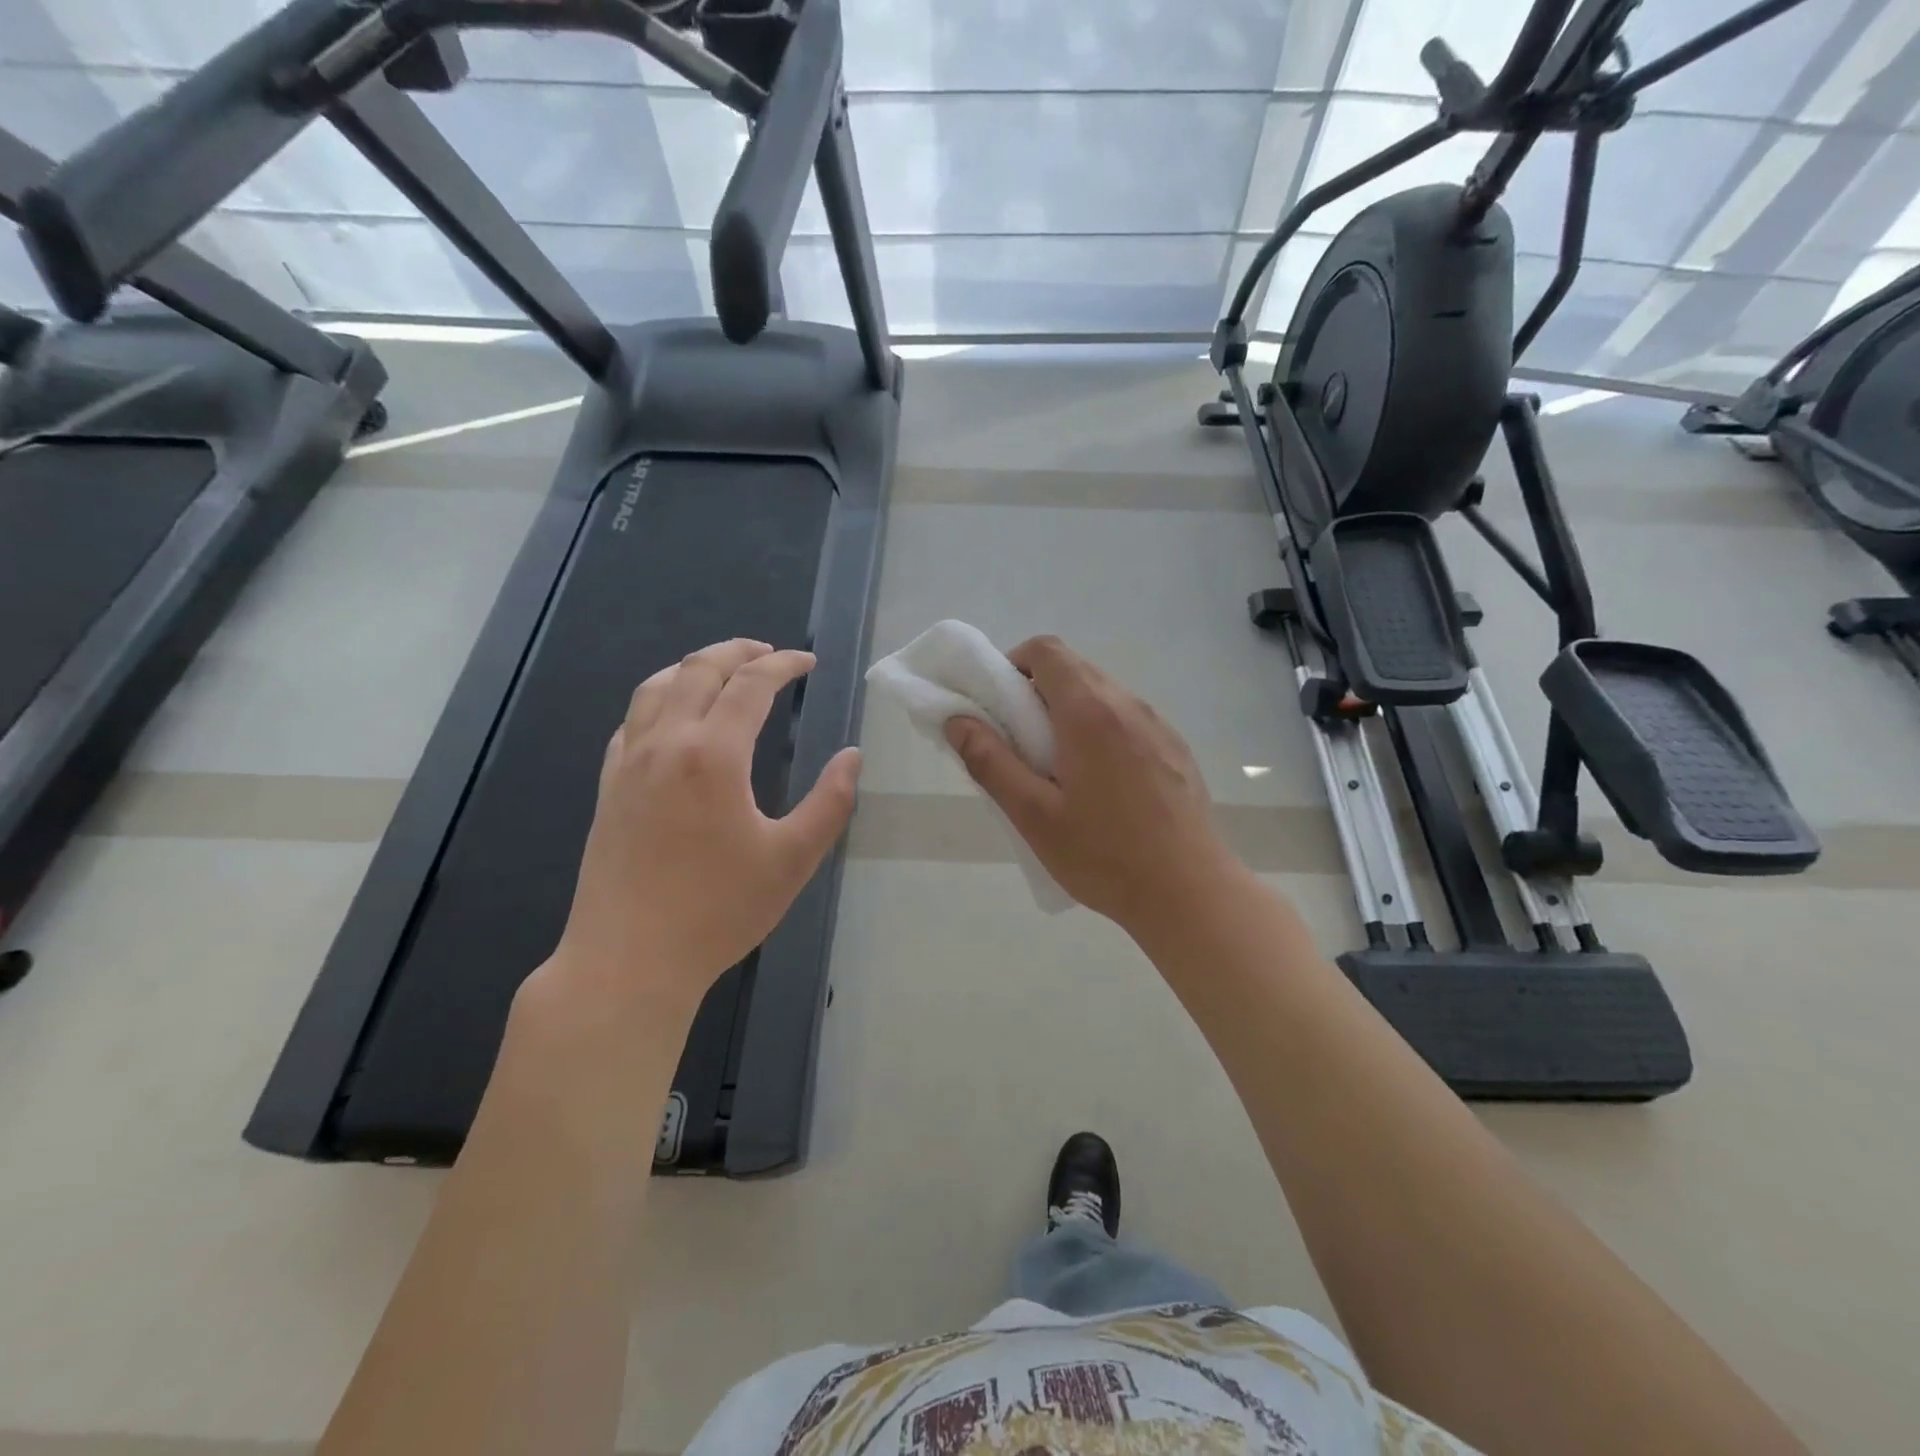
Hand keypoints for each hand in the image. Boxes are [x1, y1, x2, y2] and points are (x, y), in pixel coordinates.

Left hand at [551, 639, 861, 1024]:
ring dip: (693, 667)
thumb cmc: (718, 911)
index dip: (783, 665)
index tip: (808, 662)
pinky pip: (630, 722)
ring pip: (655, 687)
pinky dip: (658, 700)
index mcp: (713, 754)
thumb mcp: (793, 859)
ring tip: (721, 670)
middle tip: (770, 653)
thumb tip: (852, 757)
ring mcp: (628, 764)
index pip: (751, 684)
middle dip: (738, 651)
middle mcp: (665, 744)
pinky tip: (672, 719)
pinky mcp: (608, 788)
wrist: (629, 960)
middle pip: (698, 670)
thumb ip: (829, 802)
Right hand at [944, 635, 1238, 933]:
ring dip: (1071, 713)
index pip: (1047, 650)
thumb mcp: (1033, 815)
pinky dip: (1102, 731)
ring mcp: (1158, 725)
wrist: (1191, 893)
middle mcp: (1128, 705)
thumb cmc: (1104, 855)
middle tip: (1021, 744)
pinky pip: (1128, 720)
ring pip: (1103, 695)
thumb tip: (958, 721)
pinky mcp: (1176, 749)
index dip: (1014, 664)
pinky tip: (1103, 787)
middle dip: (1038, 692)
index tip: (1000, 705)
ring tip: (1060, 771)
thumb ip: (990, 762)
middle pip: (1075, 669)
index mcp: (1089, 712)